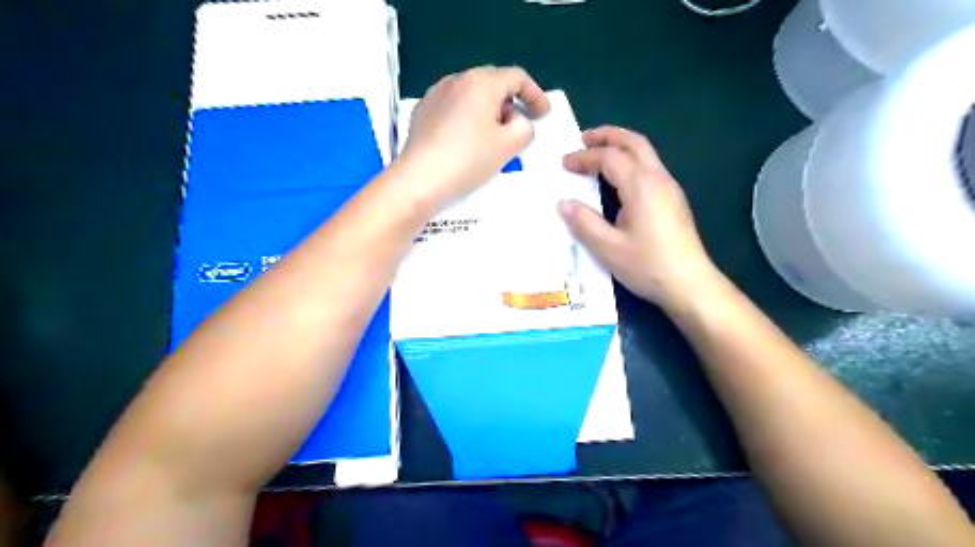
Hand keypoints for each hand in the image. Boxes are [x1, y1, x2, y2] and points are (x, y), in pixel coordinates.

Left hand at [395, 63, 547, 208]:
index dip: (535, 95)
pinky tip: (466, 140)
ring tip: (491, 136)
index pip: (517, 77)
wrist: (420, 179)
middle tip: (517, 127)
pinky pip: (453, 106)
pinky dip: (467, 117)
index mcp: (482, 82)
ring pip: (471, 94)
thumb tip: (518, 122)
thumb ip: (525, 128)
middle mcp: (457, 79)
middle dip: (511, 102)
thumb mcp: (509, 145)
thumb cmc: (469, 159)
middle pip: (493, 83)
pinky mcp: (422, 110)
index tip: (543, 115)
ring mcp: (436, 93)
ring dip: (488, 110)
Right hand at [557, 125, 723, 309]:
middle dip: (607, 136)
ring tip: (599, 153)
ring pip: (645, 153)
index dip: (584, 157)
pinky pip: (650, 167)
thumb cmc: (648, 265)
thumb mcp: (608, 248)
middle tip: (584, 138)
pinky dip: (630, 161)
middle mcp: (658, 179)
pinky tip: (619, 179)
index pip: (609, 157)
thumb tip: (563, 204)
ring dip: (621, 146)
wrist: (690, 284)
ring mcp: (670, 188)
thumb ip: (583, 223)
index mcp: (641, 186)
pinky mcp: (674, 200)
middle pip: (634, 142)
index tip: (564, 164)